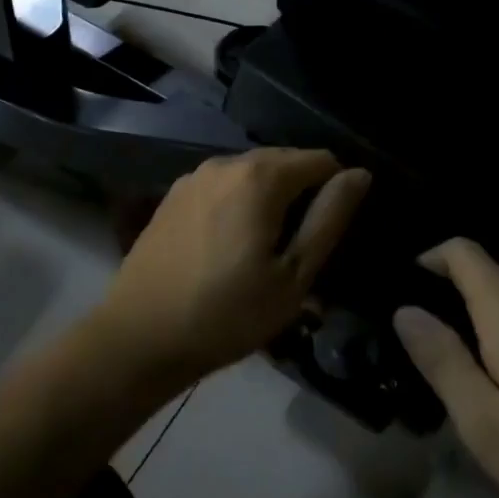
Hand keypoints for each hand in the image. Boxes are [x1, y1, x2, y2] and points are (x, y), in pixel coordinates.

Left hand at [96, 148, 370, 389]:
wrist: (139, 337)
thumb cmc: (227, 313)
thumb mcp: (294, 275)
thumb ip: (329, 218)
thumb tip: (359, 174)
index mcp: (260, 176)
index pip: (321, 160)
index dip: (338, 190)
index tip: (332, 234)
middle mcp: (225, 162)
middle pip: (284, 162)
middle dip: (303, 194)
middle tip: (302, 249)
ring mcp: (193, 177)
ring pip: (251, 175)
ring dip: (270, 200)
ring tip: (267, 251)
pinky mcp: (172, 197)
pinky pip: (223, 188)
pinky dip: (239, 205)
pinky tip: (231, 247)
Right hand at [392, 239, 498, 497]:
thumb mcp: (483, 423)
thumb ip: (441, 359)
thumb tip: (406, 311)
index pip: (464, 253)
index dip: (433, 258)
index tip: (414, 285)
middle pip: (494, 270)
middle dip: (462, 290)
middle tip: (446, 340)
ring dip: (498, 309)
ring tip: (490, 360)